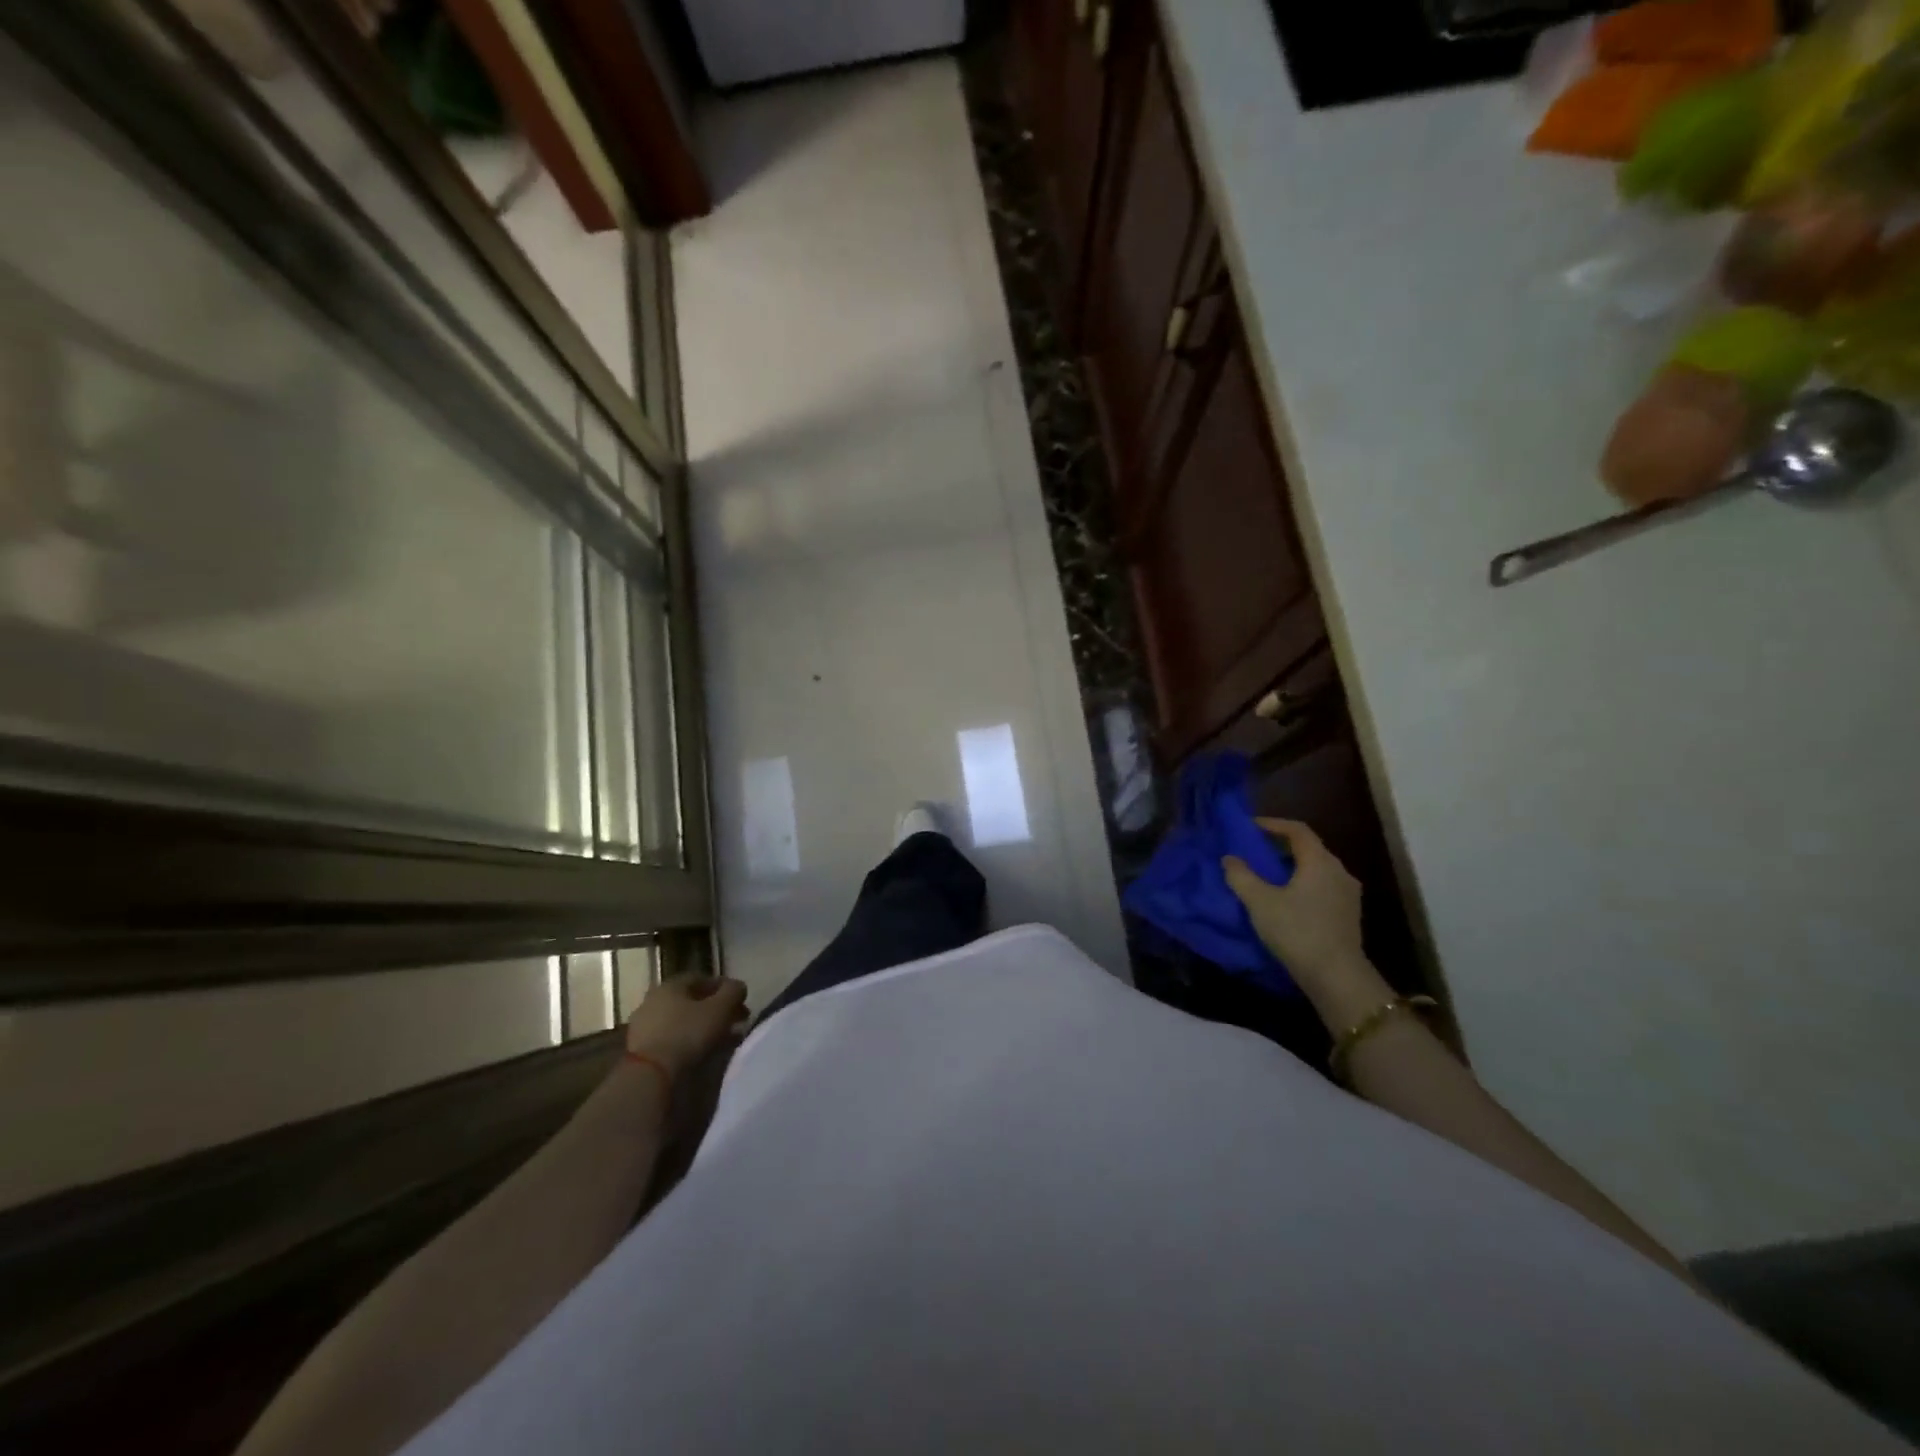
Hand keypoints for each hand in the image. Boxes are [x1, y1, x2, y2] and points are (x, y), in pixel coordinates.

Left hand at [624, 976, 749, 1079]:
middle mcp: (653, 999)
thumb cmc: (687, 1034)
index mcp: (671, 985)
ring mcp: (643, 1025)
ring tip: (721, 1041)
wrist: (649, 1076)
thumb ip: (733, 992)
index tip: (740, 1002)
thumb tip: (738, 987)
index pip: (702, 978)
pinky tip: (700, 1053)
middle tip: (733, 1021)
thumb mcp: (720, 1009)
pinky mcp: (639, 1049)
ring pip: (680, 1021)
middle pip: (690, 1000)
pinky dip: (687, 1042)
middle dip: (714, 1009)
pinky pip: (670, 1039)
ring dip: (701, 1027)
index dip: (724, 988)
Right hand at [1222, 818, 1368, 988]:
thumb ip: (1241, 876)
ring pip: (1316, 869)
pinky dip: (1303, 884)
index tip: (1250, 827)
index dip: (1272, 824)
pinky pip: (1322, 887)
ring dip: (1292, 867)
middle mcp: (1339, 871)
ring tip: (1267, 877)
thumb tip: (1229, 858)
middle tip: (1255, 852)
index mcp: (1320, 861)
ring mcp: (1348, 894)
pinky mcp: (1348, 914)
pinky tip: (1286, 900)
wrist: (1336, 977)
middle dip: (1280, 846)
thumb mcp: (1259, 902)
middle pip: (1309, 848)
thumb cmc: (1296, 931)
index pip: (1297, 830)